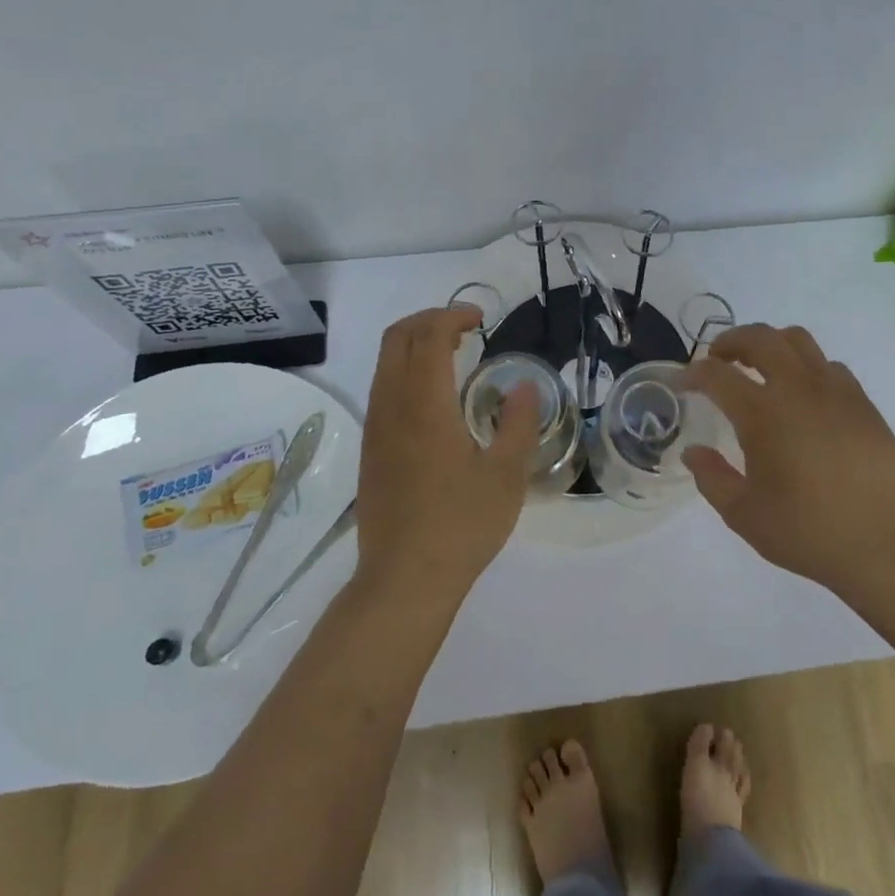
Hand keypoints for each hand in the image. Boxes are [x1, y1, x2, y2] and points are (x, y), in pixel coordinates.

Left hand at [353, 306, 541, 598]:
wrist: (404, 580)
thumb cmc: (461, 526)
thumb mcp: (507, 475)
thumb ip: (518, 422)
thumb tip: (523, 386)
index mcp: (425, 406)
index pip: (428, 336)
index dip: (452, 315)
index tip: (481, 319)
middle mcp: (392, 407)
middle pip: (396, 338)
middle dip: (428, 319)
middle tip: (465, 327)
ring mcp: (376, 428)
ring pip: (384, 362)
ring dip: (415, 344)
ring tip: (453, 354)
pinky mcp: (371, 449)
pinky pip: (382, 388)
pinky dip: (406, 370)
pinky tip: (434, 397)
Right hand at [683, 324, 894, 593]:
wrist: (886, 544)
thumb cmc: (808, 531)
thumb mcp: (744, 515)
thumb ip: (712, 478)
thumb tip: (693, 452)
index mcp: (763, 414)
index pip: (717, 375)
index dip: (693, 373)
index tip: (683, 383)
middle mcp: (797, 389)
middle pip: (760, 338)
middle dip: (731, 341)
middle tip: (719, 359)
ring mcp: (835, 391)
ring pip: (798, 340)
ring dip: (770, 344)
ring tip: (761, 368)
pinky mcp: (862, 402)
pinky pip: (828, 365)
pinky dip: (806, 367)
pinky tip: (803, 396)